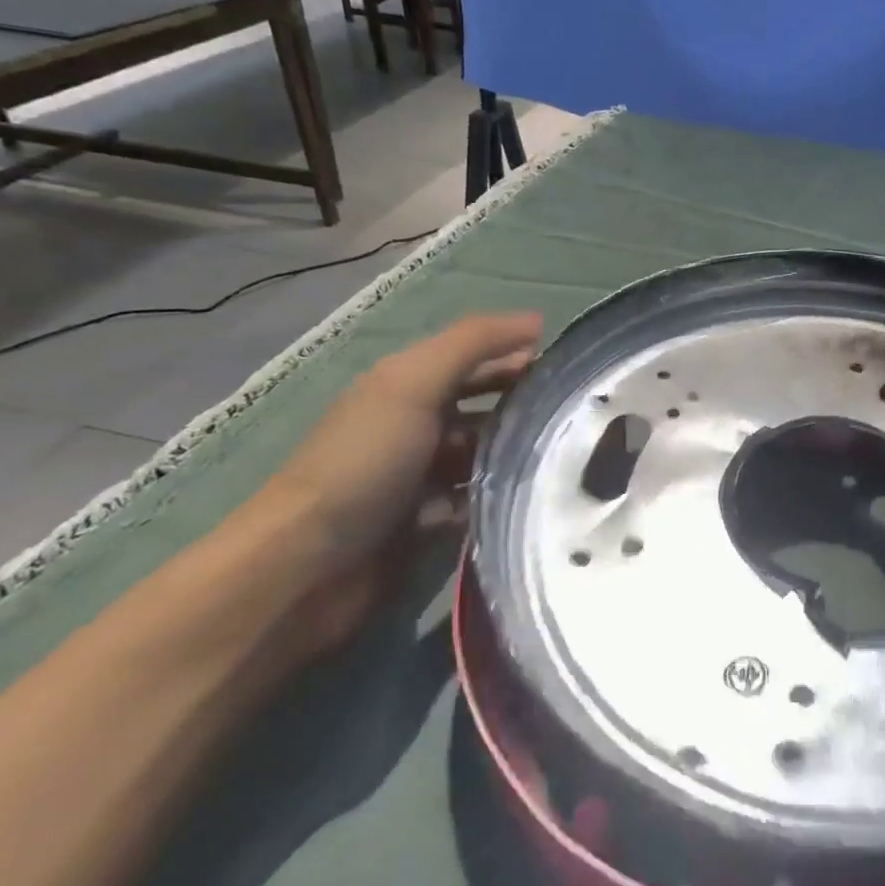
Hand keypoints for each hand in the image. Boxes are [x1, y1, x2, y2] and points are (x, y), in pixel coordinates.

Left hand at [240, 311, 542, 657]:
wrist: (309, 564)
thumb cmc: (364, 461)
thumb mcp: (414, 384)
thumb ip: (473, 344)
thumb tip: (536, 320)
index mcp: (408, 384)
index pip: (475, 357)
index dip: (517, 354)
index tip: (570, 367)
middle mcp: (417, 423)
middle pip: (484, 403)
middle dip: (524, 403)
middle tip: (575, 414)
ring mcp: (422, 474)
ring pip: (485, 452)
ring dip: (517, 452)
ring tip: (566, 456)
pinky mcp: (429, 520)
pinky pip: (477, 498)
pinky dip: (499, 495)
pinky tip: (532, 496)